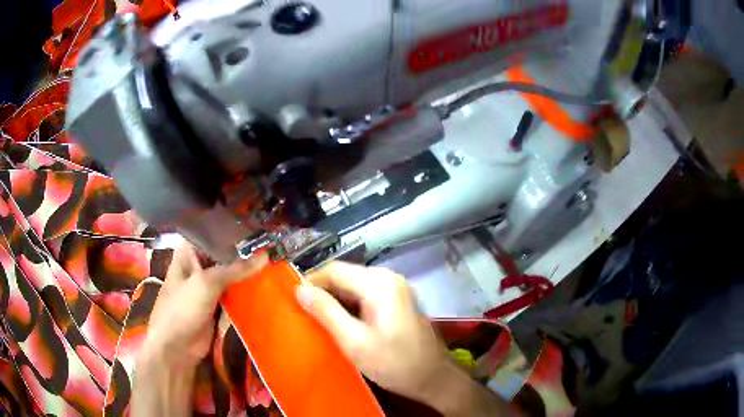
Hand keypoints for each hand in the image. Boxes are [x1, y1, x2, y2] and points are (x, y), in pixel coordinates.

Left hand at [132, 243, 266, 416]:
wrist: (176, 347)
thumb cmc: (182, 308)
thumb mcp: (206, 283)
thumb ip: (235, 269)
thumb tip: (266, 255)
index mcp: (189, 252)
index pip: (215, 233)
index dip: (237, 230)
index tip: (263, 227)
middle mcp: (199, 264)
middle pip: (225, 254)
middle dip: (247, 252)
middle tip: (275, 245)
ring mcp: (208, 285)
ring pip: (232, 274)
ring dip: (250, 272)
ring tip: (277, 261)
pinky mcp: (218, 303)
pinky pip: (235, 292)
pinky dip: (248, 289)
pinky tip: (268, 283)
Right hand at [296, 262, 446, 403]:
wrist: (432, 378)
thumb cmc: (393, 362)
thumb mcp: (353, 340)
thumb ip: (325, 312)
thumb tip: (299, 289)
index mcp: (378, 282)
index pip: (334, 270)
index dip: (310, 282)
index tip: (293, 301)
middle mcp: (388, 278)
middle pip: (345, 277)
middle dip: (323, 294)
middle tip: (304, 315)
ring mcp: (395, 289)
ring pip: (354, 287)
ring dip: (335, 302)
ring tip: (318, 322)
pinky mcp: (397, 301)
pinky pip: (366, 296)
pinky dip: (350, 307)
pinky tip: (340, 324)